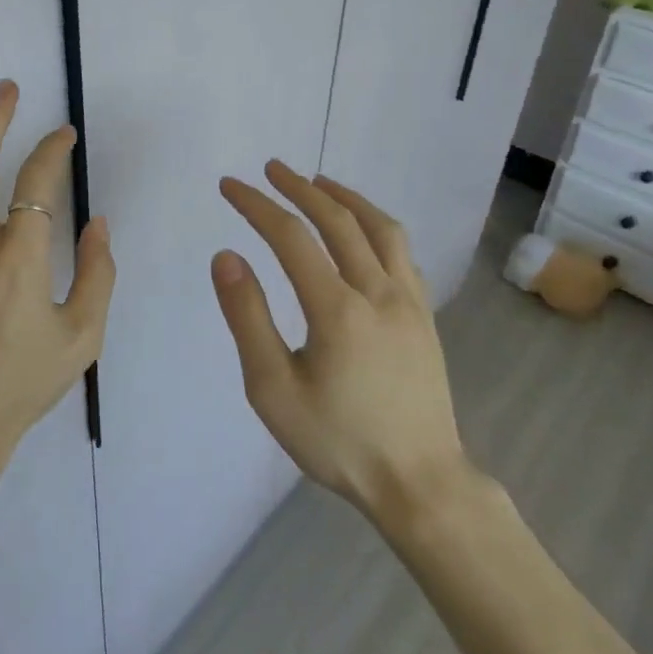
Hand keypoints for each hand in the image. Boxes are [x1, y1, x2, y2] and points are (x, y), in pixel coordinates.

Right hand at [213, 160, 469, 524]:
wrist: (420, 484)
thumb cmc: (338, 441)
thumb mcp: (273, 389)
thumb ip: (248, 318)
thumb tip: (227, 256)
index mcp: (337, 309)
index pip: (290, 236)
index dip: (256, 204)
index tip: (230, 185)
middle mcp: (378, 291)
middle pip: (337, 220)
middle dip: (298, 188)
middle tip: (270, 169)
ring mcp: (409, 301)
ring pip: (380, 228)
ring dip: (346, 198)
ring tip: (318, 183)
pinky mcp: (425, 316)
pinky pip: (402, 253)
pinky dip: (377, 226)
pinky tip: (364, 230)